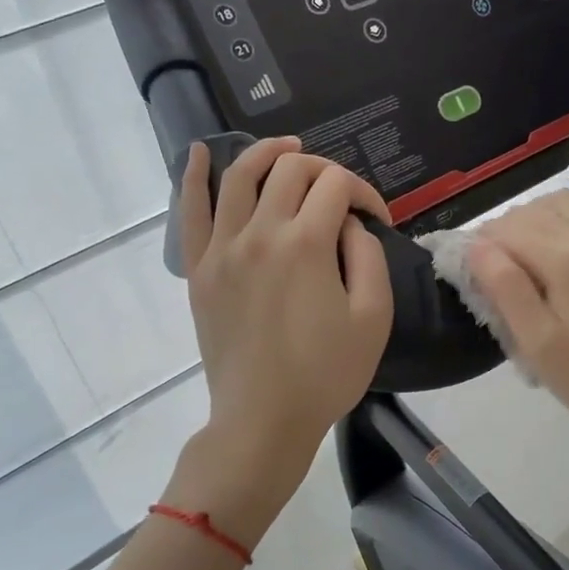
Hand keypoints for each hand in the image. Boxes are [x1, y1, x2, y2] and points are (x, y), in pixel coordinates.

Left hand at [175, 138, 393, 537]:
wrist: (263, 420)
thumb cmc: (326, 374)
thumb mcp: (373, 317)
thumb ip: (368, 255)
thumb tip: (349, 224)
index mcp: (306, 243)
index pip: (337, 185)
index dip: (365, 192)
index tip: (378, 221)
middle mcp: (260, 232)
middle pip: (291, 169)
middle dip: (324, 170)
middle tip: (340, 197)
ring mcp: (222, 248)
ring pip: (240, 175)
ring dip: (267, 152)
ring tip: (287, 149)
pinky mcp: (199, 268)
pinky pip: (190, 210)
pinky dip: (192, 175)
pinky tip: (198, 151)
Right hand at [468, 192, 568, 444]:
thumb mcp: (538, 343)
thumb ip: (505, 287)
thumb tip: (475, 246)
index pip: (508, 230)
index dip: (481, 245)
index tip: (470, 271)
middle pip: (533, 211)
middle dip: (504, 232)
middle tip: (491, 269)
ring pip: (563, 201)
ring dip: (533, 217)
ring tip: (521, 251)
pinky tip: (561, 231)